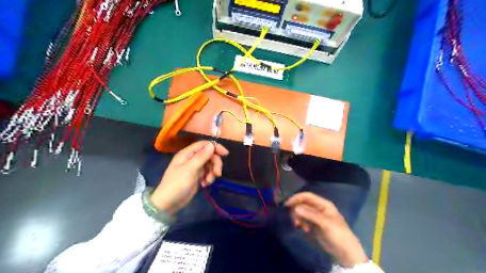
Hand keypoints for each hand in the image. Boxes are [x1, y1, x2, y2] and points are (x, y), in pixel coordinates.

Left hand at [150, 142, 229, 216]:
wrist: (168, 203)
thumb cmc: (177, 184)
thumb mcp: (190, 169)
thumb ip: (201, 156)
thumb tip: (211, 145)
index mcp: (187, 153)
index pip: (204, 145)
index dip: (215, 147)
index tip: (225, 154)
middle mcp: (191, 158)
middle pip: (209, 155)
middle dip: (215, 163)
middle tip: (217, 174)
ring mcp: (194, 168)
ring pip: (209, 165)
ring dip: (212, 172)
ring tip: (207, 182)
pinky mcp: (197, 177)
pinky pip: (207, 173)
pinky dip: (209, 178)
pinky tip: (204, 185)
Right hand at [286, 191, 368, 265]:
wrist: (345, 252)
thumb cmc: (338, 234)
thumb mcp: (325, 223)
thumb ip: (311, 215)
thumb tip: (295, 208)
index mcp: (324, 204)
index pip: (307, 196)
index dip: (297, 198)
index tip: (287, 204)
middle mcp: (319, 208)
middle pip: (303, 204)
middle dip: (296, 210)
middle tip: (293, 219)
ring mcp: (316, 217)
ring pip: (302, 212)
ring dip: (298, 217)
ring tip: (298, 226)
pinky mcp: (314, 225)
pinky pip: (304, 220)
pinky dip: (301, 223)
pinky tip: (303, 229)